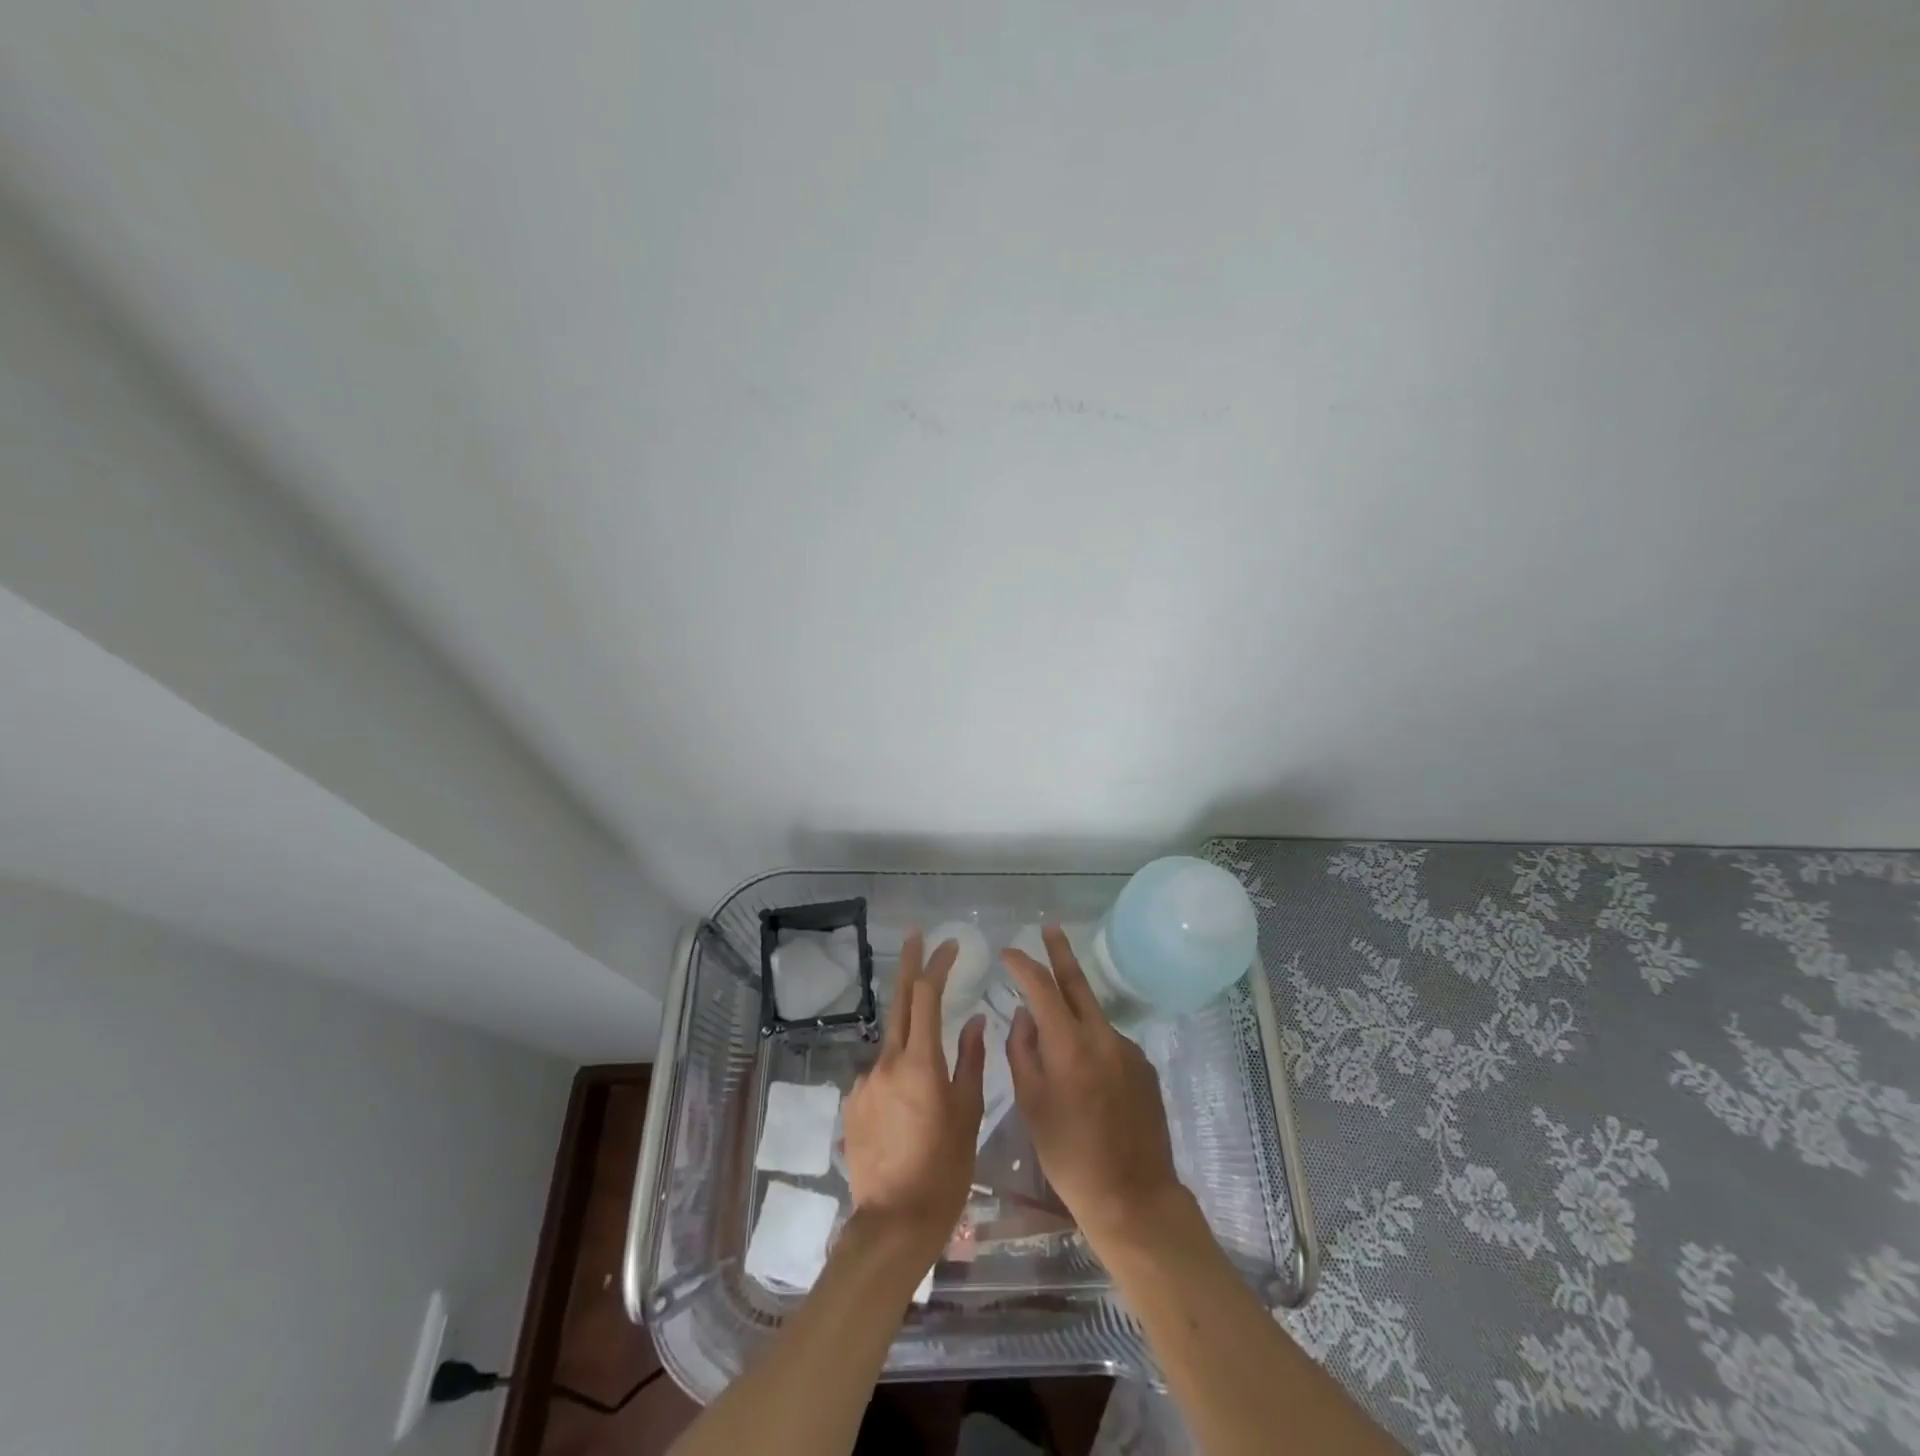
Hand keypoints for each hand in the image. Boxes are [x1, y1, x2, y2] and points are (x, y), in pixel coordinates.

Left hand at [843, 930, 985, 1258]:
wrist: (893, 1223)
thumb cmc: (944, 1169)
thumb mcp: (968, 1114)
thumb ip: (971, 1061)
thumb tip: (977, 1021)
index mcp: (920, 1062)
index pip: (927, 995)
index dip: (937, 964)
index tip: (950, 944)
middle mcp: (887, 1062)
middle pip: (899, 1000)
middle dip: (910, 964)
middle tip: (917, 934)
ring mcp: (865, 1081)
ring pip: (892, 1042)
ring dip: (910, 1033)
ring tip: (930, 1068)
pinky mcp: (853, 1102)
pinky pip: (880, 1073)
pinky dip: (897, 1071)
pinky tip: (909, 1105)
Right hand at [1001, 926, 1183, 1241]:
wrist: (1133, 1196)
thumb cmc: (1069, 1155)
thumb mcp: (1031, 1104)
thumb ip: (1023, 1051)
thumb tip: (1024, 1015)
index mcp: (1069, 1045)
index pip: (1041, 987)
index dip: (1023, 965)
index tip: (1008, 952)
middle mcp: (1102, 1036)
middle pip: (1078, 982)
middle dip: (1061, 952)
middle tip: (1050, 927)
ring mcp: (1128, 1049)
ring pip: (1093, 1015)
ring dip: (1073, 1008)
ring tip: (1053, 1030)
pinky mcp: (1144, 1066)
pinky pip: (1109, 1041)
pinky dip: (1091, 1041)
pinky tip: (1085, 1073)